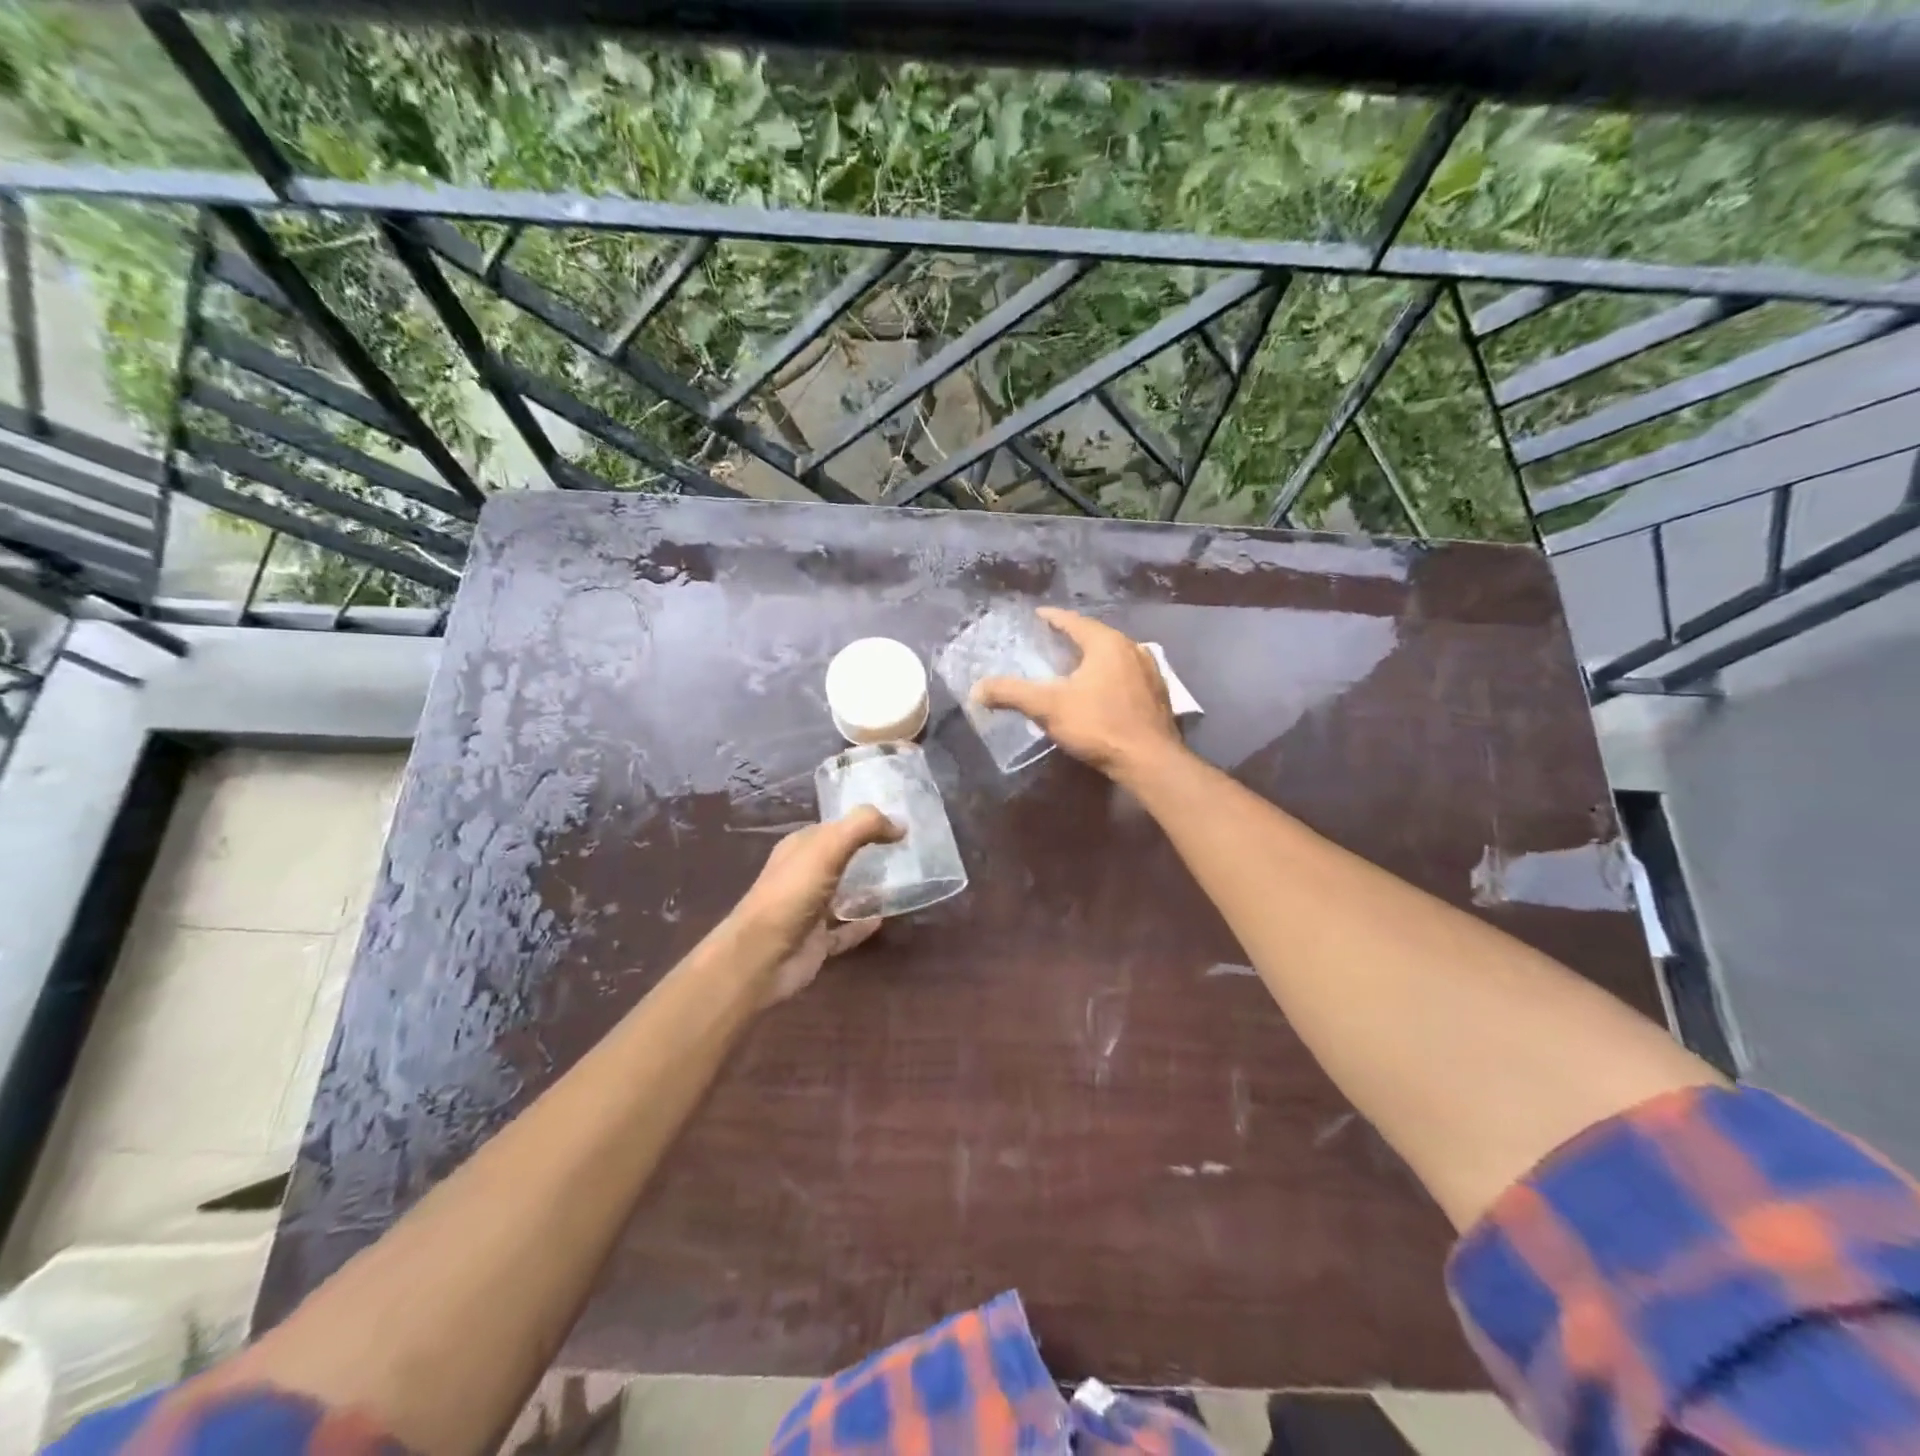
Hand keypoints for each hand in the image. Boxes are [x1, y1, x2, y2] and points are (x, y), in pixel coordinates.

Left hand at [727, 806, 901, 1005]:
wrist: (761, 957)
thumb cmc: (791, 894)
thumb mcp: (827, 848)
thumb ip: (863, 827)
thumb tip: (901, 824)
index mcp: (800, 848)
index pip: (835, 827)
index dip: (864, 822)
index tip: (899, 822)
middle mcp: (803, 876)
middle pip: (841, 859)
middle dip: (869, 854)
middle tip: (908, 851)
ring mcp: (810, 910)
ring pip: (844, 894)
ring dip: (869, 889)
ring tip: (903, 882)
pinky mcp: (817, 941)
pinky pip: (846, 930)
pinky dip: (863, 925)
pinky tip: (886, 918)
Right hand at [974, 607, 1182, 780]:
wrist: (1149, 760)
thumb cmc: (1098, 725)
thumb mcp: (1048, 707)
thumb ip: (1011, 694)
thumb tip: (977, 690)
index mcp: (1107, 642)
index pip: (1074, 621)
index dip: (1052, 618)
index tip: (1036, 617)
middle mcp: (1133, 648)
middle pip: (1096, 636)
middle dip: (1073, 639)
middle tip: (1050, 644)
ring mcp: (1150, 671)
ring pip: (1114, 656)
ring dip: (1093, 659)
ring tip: (1072, 668)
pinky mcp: (1158, 694)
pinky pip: (1127, 675)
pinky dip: (1109, 676)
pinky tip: (1099, 691)